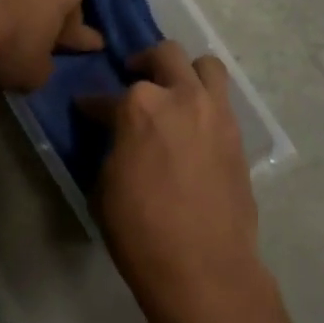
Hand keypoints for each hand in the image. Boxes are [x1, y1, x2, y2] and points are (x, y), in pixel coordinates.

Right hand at [85, 42, 323, 322]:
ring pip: (205, 66)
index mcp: (138, 107)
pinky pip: (221, 100)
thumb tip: (114, 132)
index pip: (106, 97)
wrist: (203, 267)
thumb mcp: (106, 185)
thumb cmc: (141, 232)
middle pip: (164, 55)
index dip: (92, 106)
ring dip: (185, 72)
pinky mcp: (237, 134)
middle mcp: (180, 96)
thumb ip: (111, 145)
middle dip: (144, 63)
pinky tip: (192, 125)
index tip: (86, 111)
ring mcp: (215, 112)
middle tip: (134, 82)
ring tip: (173, 93)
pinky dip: (204, 101)